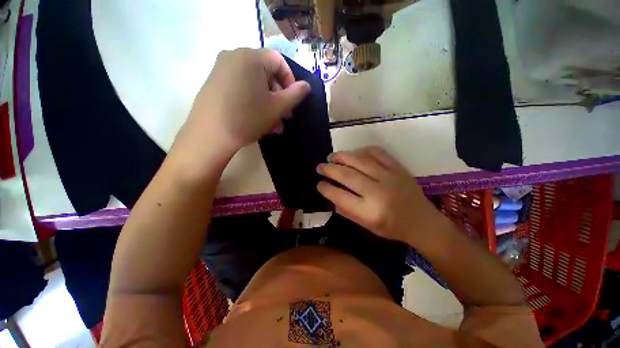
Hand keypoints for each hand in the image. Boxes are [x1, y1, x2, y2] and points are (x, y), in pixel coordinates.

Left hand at [172, 48, 310, 167]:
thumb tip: (307, 86)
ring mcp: (221, 70)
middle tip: (286, 117)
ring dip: (269, 104)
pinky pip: (242, 88)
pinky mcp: (215, 83)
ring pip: (255, 84)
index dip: (291, 81)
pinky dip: (254, 102)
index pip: (279, 61)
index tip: (294, 101)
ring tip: (275, 125)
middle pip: (266, 74)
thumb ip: (295, 94)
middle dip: (280, 97)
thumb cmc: (248, 118)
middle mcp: (234, 56)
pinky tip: (260, 121)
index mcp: (250, 57)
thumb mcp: (277, 107)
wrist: (210, 135)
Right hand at [316, 147, 440, 244]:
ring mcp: (390, 177)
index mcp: (370, 212)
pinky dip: (361, 151)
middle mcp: (378, 192)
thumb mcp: (366, 226)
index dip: (325, 188)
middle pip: (347, 175)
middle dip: (329, 169)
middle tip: (320, 166)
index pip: (340, 196)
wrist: (423, 222)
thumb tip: (331, 194)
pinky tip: (354, 154)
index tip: (319, 184)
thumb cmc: (392, 228)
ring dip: (342, 156)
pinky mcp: (398, 168)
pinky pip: (376, 153)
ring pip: (359, 160)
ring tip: (331, 157)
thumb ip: (347, 211)